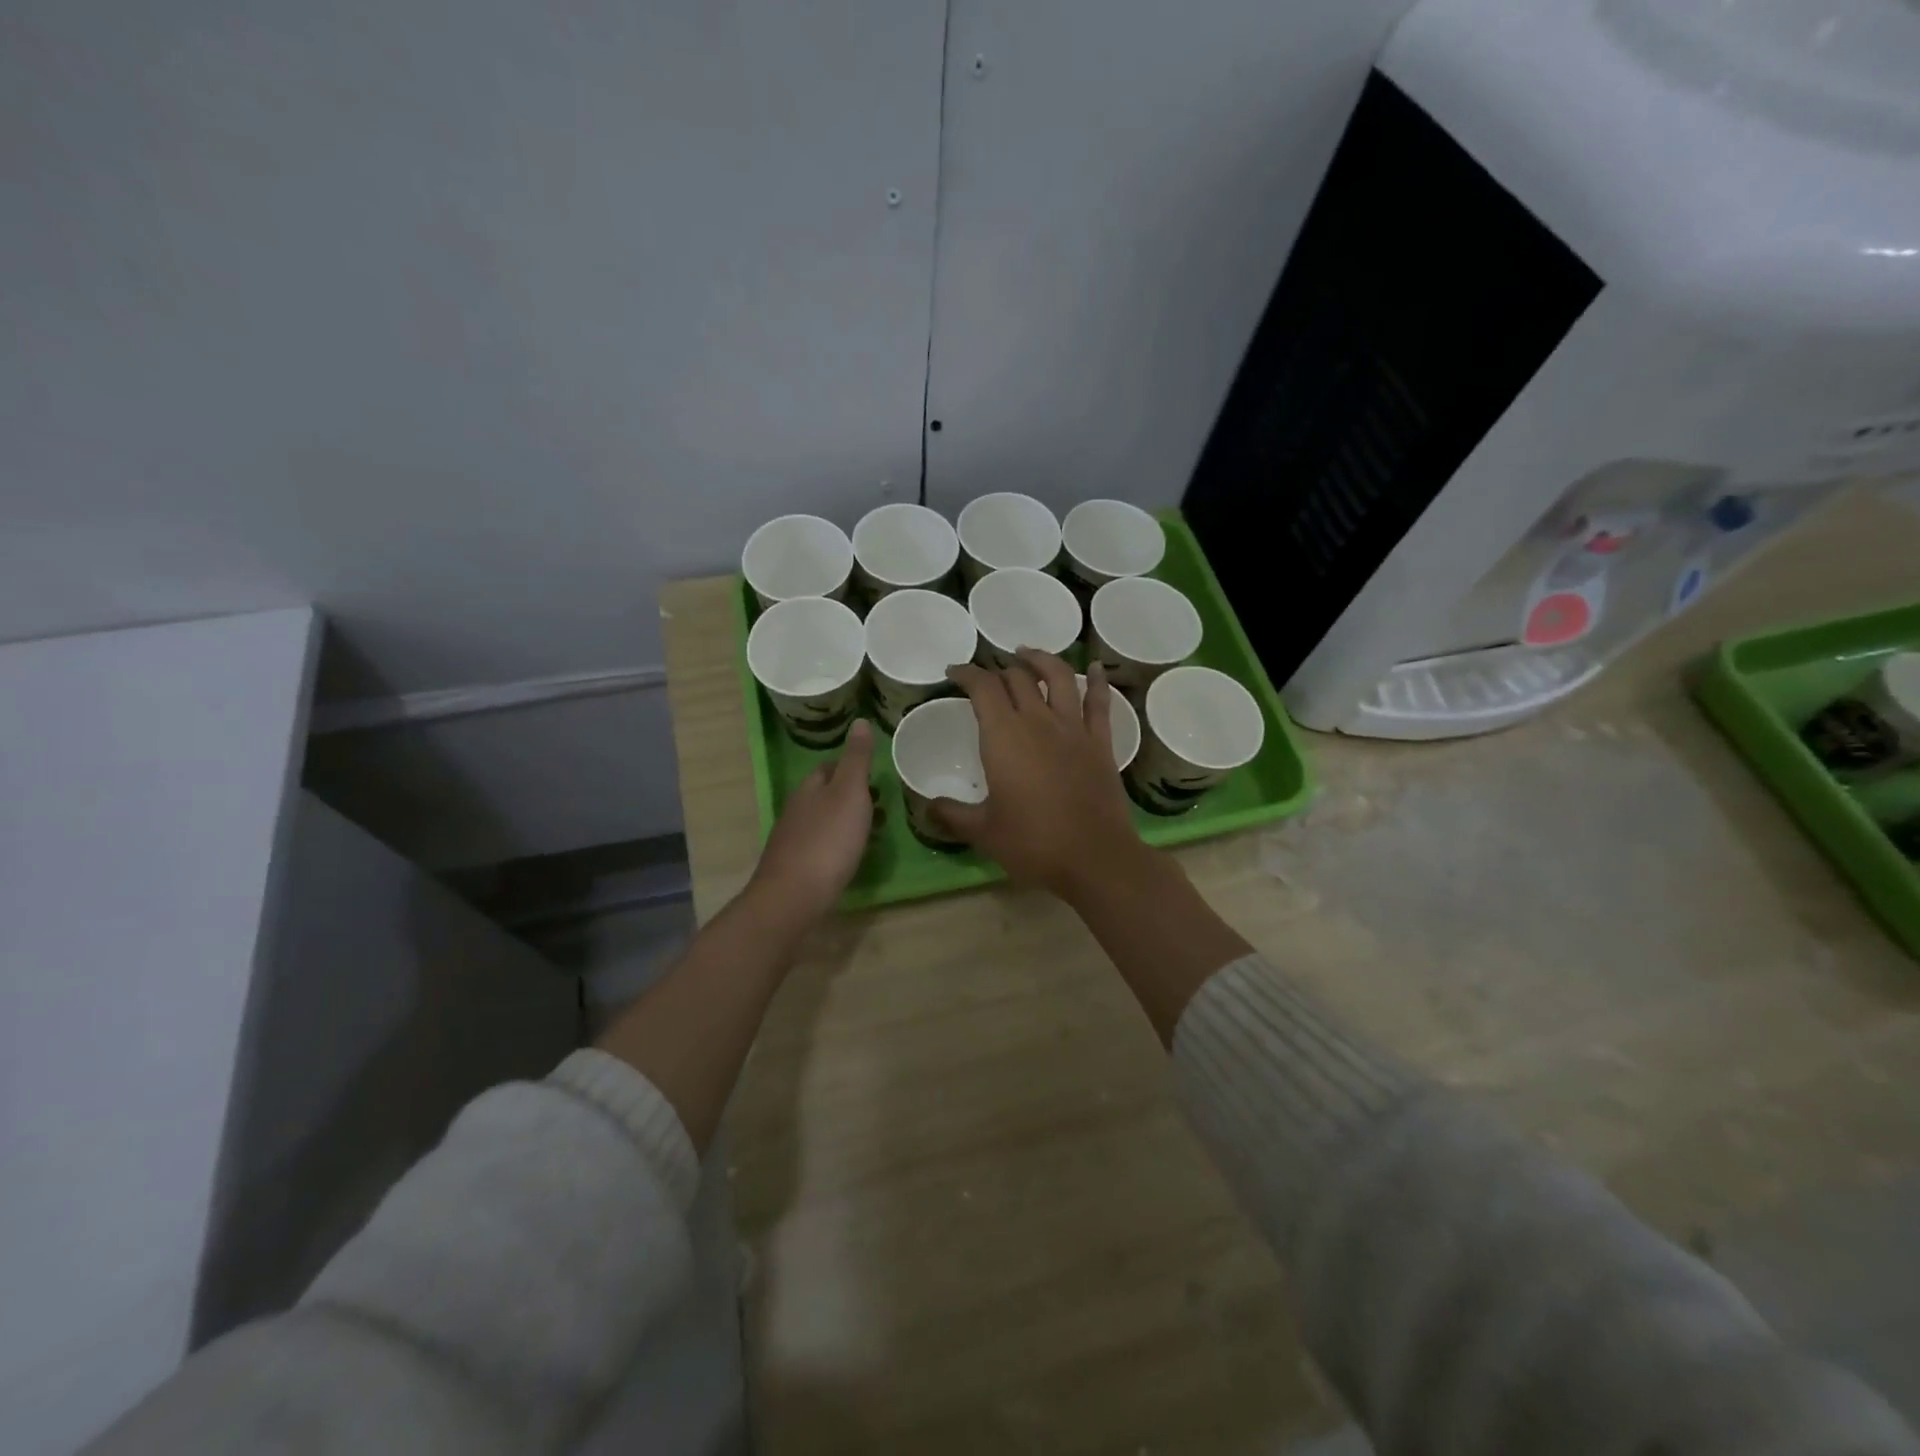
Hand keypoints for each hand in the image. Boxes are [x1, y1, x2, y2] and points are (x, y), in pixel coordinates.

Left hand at [749, 720, 875, 924]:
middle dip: (850, 795)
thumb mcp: (850, 793)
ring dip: (845, 820)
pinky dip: (837, 844)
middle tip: (880, 802)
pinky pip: (820, 845)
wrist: (795, 896)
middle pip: (824, 794)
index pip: (828, 767)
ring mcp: (793, 839)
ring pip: (822, 820)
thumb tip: (860, 720)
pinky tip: (849, 856)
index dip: (850, 766)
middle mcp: (796, 809)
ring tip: (872, 829)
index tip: (874, 774)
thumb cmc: (828, 840)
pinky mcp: (795, 866)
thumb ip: (856, 759)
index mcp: (810, 788)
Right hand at [936, 651, 1145, 896]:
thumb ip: (952, 814)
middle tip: (988, 677)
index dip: (966, 673)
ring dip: (1041, 660)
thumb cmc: (1032, 843)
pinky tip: (1095, 669)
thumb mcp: (983, 831)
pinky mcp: (1101, 742)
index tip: (955, 672)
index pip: (982, 687)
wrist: (1094, 858)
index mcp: (1004, 736)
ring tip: (1028, 654)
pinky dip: (1097, 681)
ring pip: (1058, 677)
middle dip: (998, 670)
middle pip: (1017, 678)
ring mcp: (1073, 728)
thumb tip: (927, 806)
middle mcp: (1038, 721)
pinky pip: (1099, 702)